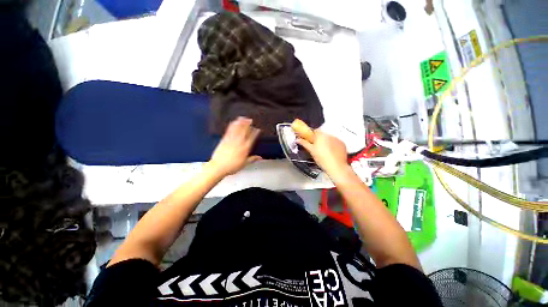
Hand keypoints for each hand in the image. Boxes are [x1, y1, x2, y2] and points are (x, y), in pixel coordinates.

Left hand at [209, 117, 261, 175]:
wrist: (218, 167)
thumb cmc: (231, 166)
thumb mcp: (244, 164)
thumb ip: (253, 159)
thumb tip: (259, 157)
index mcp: (245, 149)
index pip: (252, 138)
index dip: (255, 133)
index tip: (258, 129)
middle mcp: (239, 143)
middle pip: (244, 131)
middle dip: (248, 125)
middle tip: (250, 120)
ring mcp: (231, 140)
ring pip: (236, 130)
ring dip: (240, 123)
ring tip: (243, 118)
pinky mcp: (224, 140)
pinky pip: (229, 131)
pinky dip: (232, 126)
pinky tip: (233, 123)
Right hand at [296, 130, 348, 177]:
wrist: (336, 167)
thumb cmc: (322, 159)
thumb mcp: (311, 151)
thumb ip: (304, 143)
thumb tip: (297, 139)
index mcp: (321, 135)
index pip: (315, 130)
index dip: (312, 135)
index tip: (310, 141)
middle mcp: (329, 135)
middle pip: (323, 134)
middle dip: (319, 139)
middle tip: (317, 147)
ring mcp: (337, 139)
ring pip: (329, 138)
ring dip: (326, 142)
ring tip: (325, 151)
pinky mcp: (342, 144)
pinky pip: (336, 142)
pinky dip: (333, 145)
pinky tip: (332, 152)